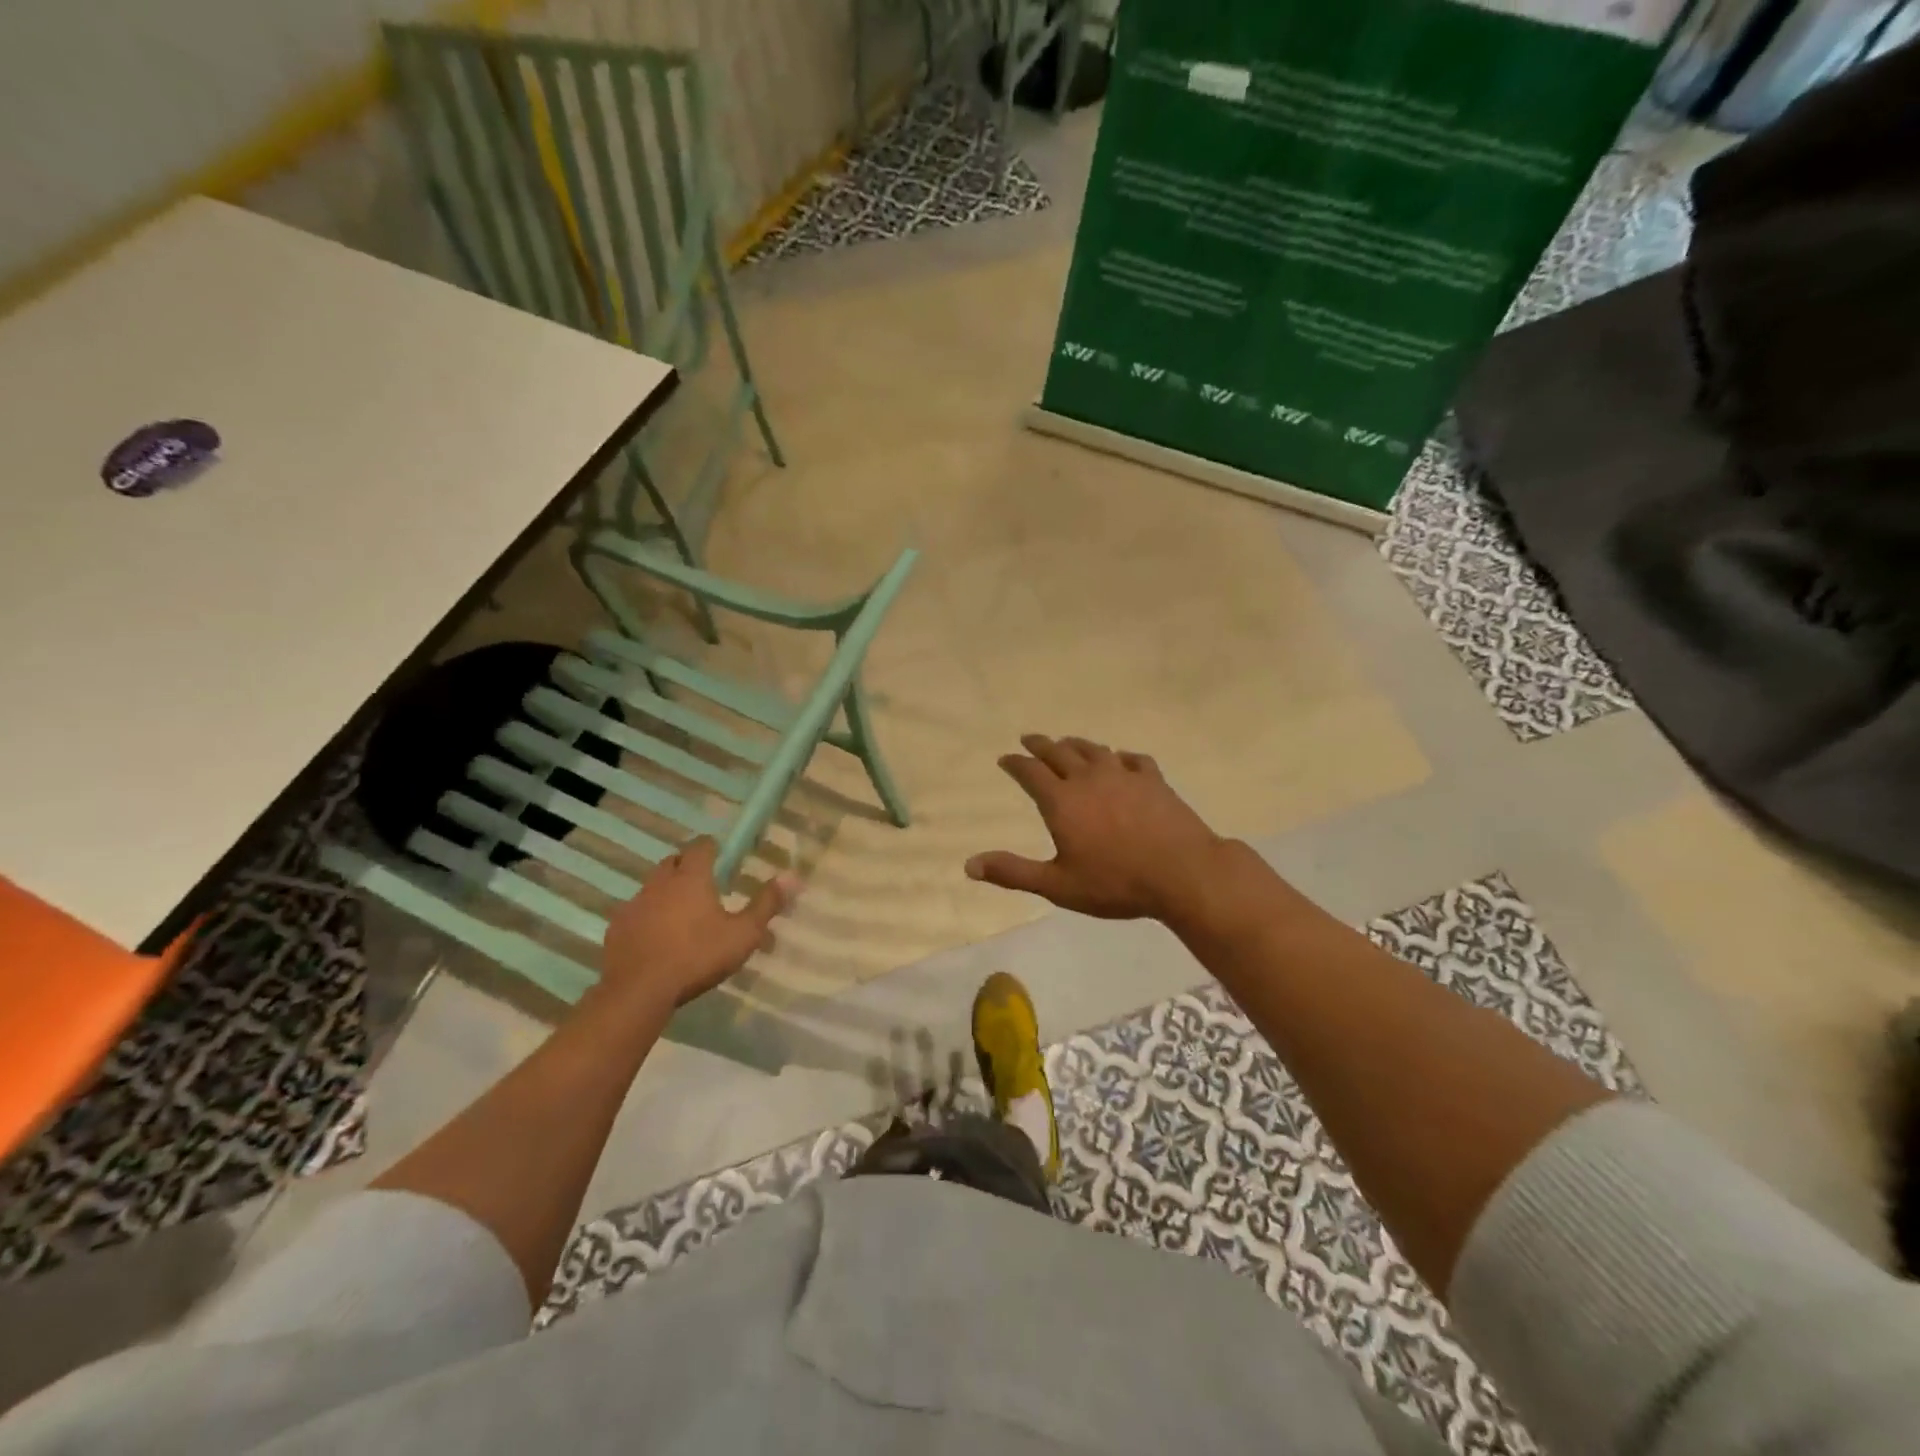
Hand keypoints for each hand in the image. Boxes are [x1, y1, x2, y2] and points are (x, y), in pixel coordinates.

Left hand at [597, 838, 794, 1014]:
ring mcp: (634, 904)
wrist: (638, 991)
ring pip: (652, 885)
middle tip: (705, 883)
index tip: (723, 856)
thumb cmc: (697, 957)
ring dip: (667, 891)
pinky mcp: (617, 927)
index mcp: (692, 877)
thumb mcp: (743, 934)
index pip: (701, 846)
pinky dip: (648, 915)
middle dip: (688, 865)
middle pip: (674, 861)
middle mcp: (660, 882)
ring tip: (682, 912)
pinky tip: (658, 936)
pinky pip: (636, 911)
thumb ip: (766, 904)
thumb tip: (792, 876)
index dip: (713, 848)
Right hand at [965, 735, 1228, 921]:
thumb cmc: (1115, 883)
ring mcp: (1124, 776)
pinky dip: (1120, 756)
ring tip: (1067, 743)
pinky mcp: (1153, 780)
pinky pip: (1133, 759)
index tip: (1006, 758)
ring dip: (1076, 745)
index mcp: (1062, 801)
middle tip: (1029, 738)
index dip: (1016, 763)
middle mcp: (1089, 779)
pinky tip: (1121, 759)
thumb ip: (1013, 872)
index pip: (1030, 773)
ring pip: (1094, 750)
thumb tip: (969, 865)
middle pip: (1059, 753)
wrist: (1182, 872)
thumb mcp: (1057, 885)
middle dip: (1041, 745)